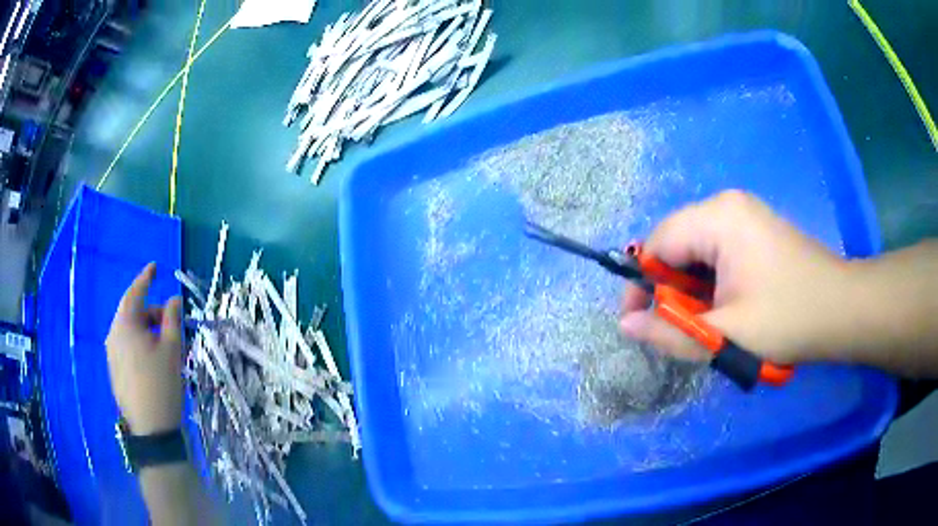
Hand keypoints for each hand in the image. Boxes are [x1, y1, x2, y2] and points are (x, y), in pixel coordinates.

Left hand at [106, 263, 183, 434]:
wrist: (151, 429)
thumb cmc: (161, 385)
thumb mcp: (172, 349)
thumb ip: (172, 319)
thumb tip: (173, 299)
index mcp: (125, 325)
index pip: (135, 293)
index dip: (146, 278)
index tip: (155, 267)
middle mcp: (113, 335)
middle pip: (132, 313)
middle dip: (152, 313)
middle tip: (171, 322)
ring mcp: (111, 354)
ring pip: (129, 332)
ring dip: (147, 331)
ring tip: (165, 345)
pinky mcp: (114, 371)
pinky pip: (126, 347)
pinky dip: (140, 344)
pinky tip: (154, 360)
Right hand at [620, 190, 850, 364]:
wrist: (842, 310)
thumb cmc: (789, 319)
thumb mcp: (727, 335)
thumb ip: (671, 331)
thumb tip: (625, 325)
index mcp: (719, 218)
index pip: (658, 242)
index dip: (642, 283)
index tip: (641, 322)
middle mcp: (727, 205)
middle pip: (677, 244)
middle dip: (671, 288)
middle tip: (682, 328)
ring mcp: (745, 215)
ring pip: (697, 251)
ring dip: (693, 289)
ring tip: (708, 322)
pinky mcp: (756, 230)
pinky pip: (717, 252)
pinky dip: (712, 282)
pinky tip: (727, 307)